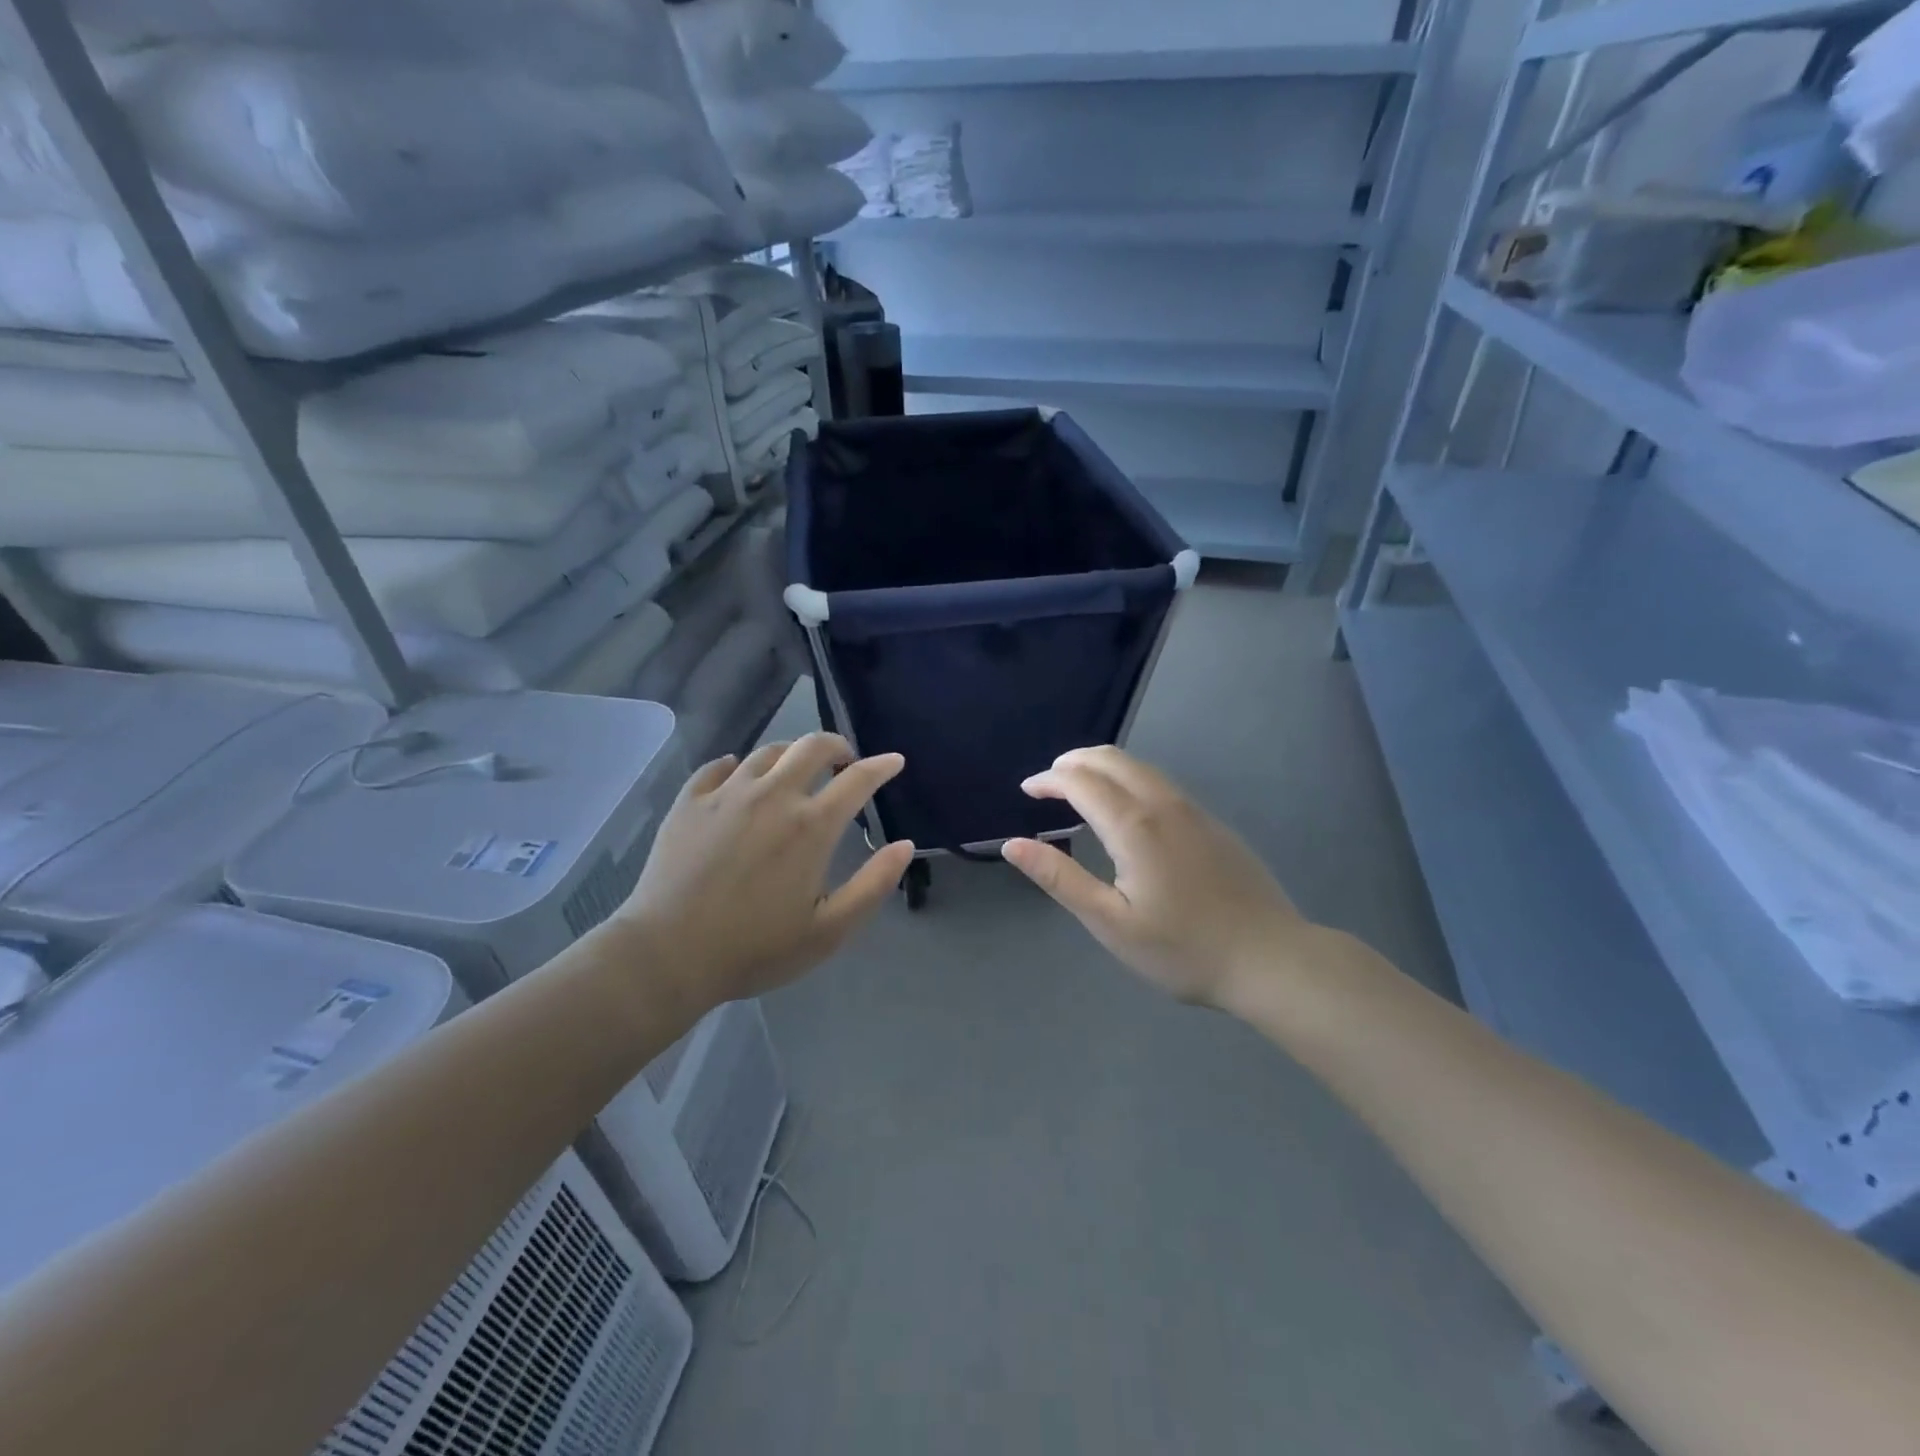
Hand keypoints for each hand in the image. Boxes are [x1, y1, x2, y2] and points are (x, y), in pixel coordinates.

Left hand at [617, 733, 914, 1008]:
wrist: (667, 956)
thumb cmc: (755, 949)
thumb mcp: (829, 931)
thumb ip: (873, 885)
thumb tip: (905, 845)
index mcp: (811, 826)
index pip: (858, 779)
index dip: (882, 766)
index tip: (894, 761)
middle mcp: (772, 796)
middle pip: (812, 746)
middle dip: (837, 746)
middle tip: (844, 761)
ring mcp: (726, 794)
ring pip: (767, 752)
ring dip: (792, 754)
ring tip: (796, 769)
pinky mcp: (689, 802)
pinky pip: (718, 767)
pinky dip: (737, 765)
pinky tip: (738, 775)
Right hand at [1002, 746, 1308, 1008]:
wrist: (1271, 959)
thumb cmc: (1183, 950)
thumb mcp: (1111, 923)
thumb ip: (1060, 879)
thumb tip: (1012, 845)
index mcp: (1134, 826)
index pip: (1081, 781)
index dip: (1048, 780)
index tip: (1027, 791)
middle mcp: (1163, 804)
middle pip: (1111, 759)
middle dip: (1073, 761)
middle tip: (1047, 782)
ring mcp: (1193, 810)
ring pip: (1139, 766)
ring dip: (1101, 766)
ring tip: (1078, 787)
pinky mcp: (1212, 822)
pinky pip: (1160, 782)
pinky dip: (1128, 778)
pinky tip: (1124, 807)